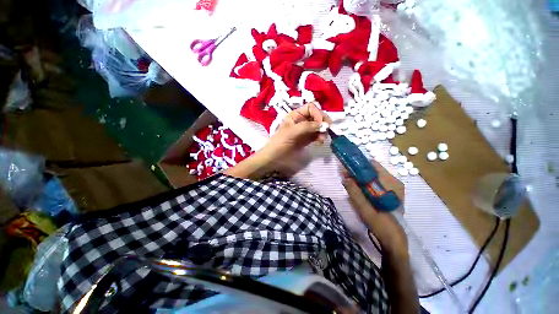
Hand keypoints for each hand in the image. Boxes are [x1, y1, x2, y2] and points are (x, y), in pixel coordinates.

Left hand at [261, 102, 331, 160]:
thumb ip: (307, 126)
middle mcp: (301, 120)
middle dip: (322, 122)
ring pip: (318, 126)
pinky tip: (320, 142)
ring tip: (323, 139)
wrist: (274, 158)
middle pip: (316, 116)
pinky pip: (317, 135)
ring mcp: (304, 130)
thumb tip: (324, 125)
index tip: (321, 124)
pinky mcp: (306, 139)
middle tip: (326, 130)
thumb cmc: (280, 143)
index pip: (311, 108)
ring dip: (323, 131)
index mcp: (295, 115)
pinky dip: (320, 137)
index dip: (317, 114)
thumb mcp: (291, 132)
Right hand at [341, 168, 408, 258]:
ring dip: (361, 178)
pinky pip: (376, 183)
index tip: (347, 170)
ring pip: (373, 176)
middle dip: (358, 172)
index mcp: (390, 183)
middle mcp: (394, 182)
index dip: (358, 166)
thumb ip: (354, 192)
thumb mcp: (364, 208)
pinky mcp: (391, 193)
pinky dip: (366, 184)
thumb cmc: (381, 224)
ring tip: (350, 184)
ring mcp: (394, 187)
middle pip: (372, 170)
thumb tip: (345, 178)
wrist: (394, 239)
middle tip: (346, 178)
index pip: (372, 165)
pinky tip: (359, 190)